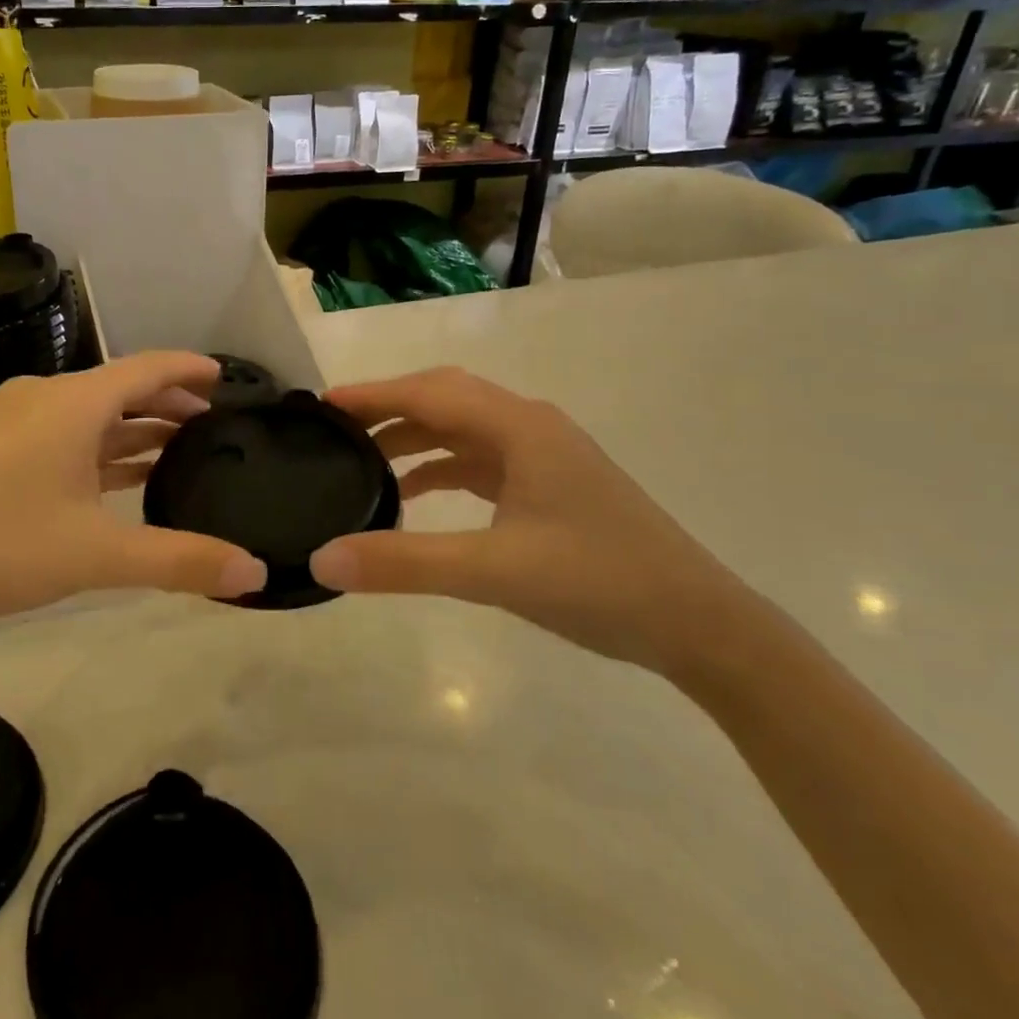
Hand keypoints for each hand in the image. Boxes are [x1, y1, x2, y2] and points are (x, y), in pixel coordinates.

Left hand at [0, 351, 266, 631]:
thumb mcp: (96, 556)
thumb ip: (179, 561)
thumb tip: (254, 575)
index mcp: (72, 404)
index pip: (147, 368)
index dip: (190, 369)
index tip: (226, 378)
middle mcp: (44, 398)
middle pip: (120, 387)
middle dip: (167, 402)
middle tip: (211, 423)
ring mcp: (13, 421)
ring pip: (90, 413)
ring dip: (133, 427)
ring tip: (176, 446)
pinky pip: (63, 433)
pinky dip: (99, 447)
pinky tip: (119, 474)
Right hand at [309, 367, 747, 672]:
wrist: (699, 624)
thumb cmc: (599, 582)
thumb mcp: (493, 573)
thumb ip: (405, 563)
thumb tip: (322, 558)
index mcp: (519, 427)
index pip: (428, 393)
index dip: (372, 394)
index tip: (320, 405)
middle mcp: (530, 426)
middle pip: (443, 398)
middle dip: (388, 408)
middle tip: (334, 428)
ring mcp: (542, 455)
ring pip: (461, 428)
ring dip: (412, 437)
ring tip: (361, 459)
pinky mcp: (548, 484)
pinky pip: (479, 459)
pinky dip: (440, 466)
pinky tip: (413, 493)